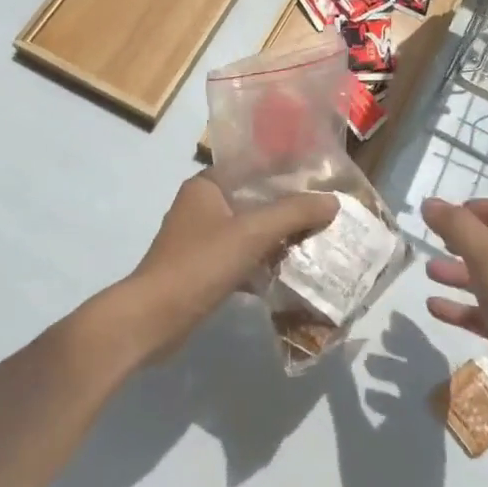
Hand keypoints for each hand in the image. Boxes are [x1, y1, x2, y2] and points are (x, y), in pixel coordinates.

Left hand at [111, 174, 337, 364]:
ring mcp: (200, 239)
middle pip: (253, 200)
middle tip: (325, 212)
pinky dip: (262, 262)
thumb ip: (293, 213)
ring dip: (277, 237)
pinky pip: (241, 257)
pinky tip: (291, 271)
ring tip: (317, 239)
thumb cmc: (200, 264)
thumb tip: (333, 200)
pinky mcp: (203, 269)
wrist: (154, 319)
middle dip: (287, 208)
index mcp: (206, 186)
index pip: (252, 167)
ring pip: (248, 231)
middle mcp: (201, 206)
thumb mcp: (251, 233)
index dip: (285, 171)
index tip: (319, 180)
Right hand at [420, 198, 487, 449]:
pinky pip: (487, 316)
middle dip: (466, 242)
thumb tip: (430, 203)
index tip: (451, 213)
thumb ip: (457, 227)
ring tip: (429, 272)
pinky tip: (435, 308)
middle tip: (435, 241)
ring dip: (460, 274)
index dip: (484, 209)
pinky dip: (462, 309)